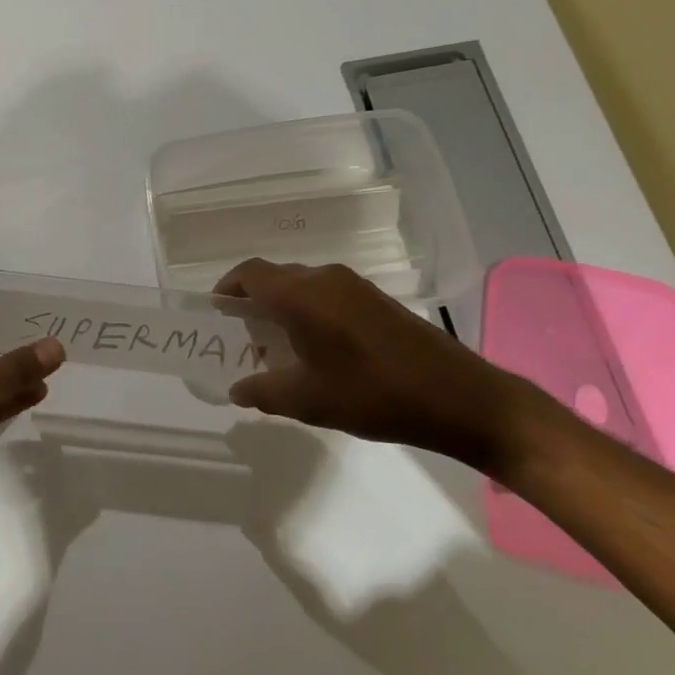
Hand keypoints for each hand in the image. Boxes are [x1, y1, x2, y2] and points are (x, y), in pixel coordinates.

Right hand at [214, 258, 546, 473]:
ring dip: (282, 308)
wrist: (459, 397)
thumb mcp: (308, 400)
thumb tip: (236, 389)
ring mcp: (354, 286)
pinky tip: (316, 349)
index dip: (227, 288)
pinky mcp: (376, 300)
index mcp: (301, 295)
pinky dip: (308, 312)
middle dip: (252, 302)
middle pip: (275, 278)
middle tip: (241, 337)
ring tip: (276, 348)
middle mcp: (325, 279)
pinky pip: (327, 295)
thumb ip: (263, 391)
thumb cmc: (373, 394)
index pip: (250, 274)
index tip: (215, 313)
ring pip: (302, 286)